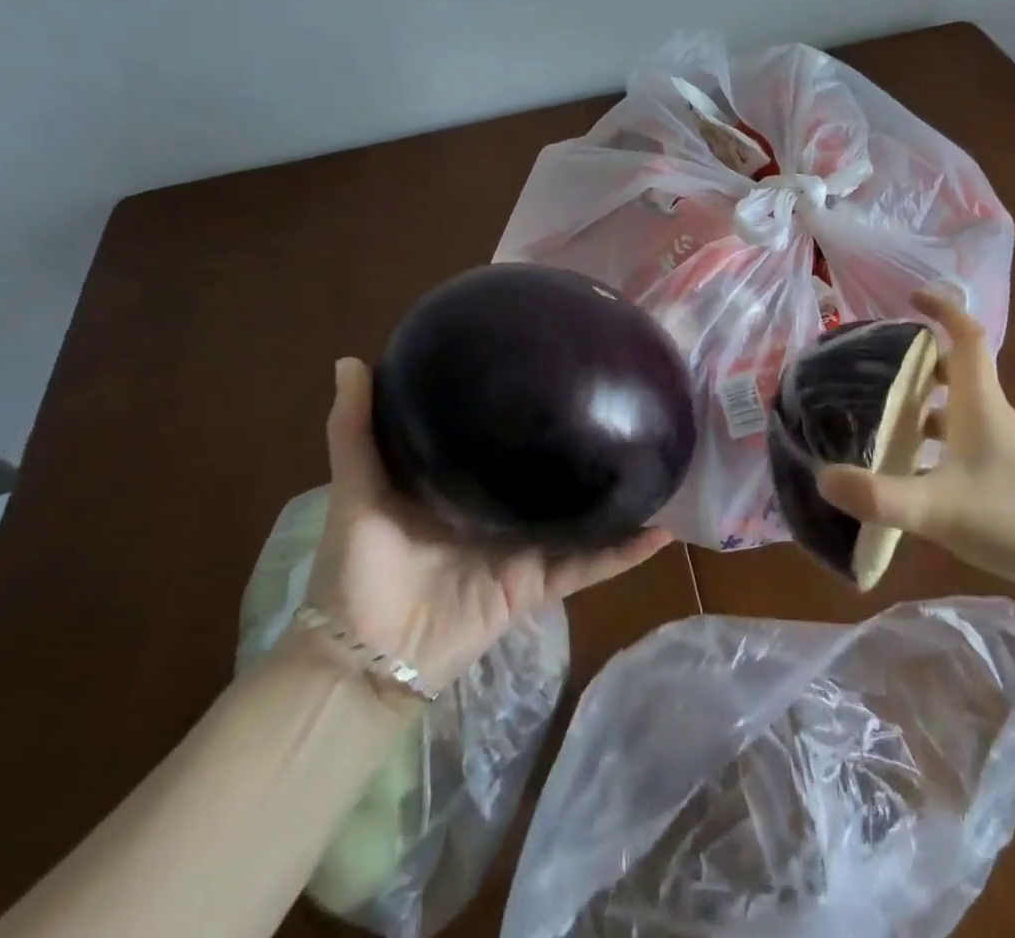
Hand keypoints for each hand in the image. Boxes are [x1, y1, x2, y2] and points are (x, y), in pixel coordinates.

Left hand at [302, 358, 671, 695]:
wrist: (362, 656)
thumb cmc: (357, 567)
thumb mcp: (358, 488)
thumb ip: (355, 429)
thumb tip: (351, 358)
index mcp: (467, 483)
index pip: (507, 436)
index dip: (534, 406)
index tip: (562, 367)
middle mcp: (503, 510)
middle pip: (553, 472)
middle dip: (586, 445)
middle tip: (625, 403)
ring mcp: (525, 547)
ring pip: (583, 516)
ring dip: (620, 496)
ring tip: (660, 459)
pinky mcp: (537, 584)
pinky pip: (589, 565)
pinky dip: (625, 553)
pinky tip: (662, 530)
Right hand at [816, 289, 1014, 592]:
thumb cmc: (1013, 517)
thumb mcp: (939, 507)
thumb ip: (880, 495)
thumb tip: (823, 477)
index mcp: (979, 402)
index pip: (966, 336)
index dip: (942, 309)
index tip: (910, 298)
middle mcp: (989, 413)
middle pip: (954, 369)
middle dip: (916, 359)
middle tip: (874, 365)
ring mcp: (998, 443)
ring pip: (954, 406)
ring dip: (921, 402)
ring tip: (877, 414)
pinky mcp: (1000, 471)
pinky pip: (958, 438)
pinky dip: (930, 439)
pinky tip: (906, 468)